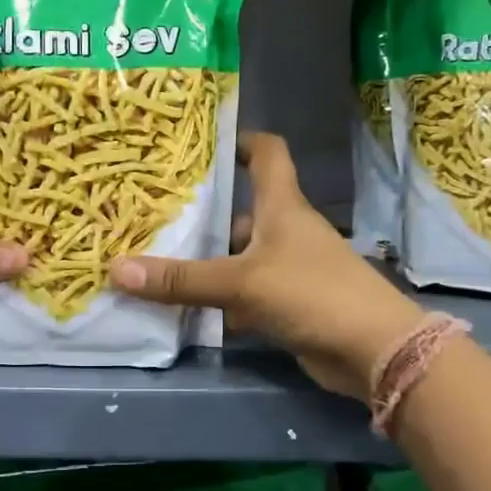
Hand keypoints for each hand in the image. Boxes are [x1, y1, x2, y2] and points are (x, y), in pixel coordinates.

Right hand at [110, 132, 422, 397]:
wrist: (373, 350)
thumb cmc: (312, 294)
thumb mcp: (241, 282)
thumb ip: (181, 280)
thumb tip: (117, 270)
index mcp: (283, 207)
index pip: (268, 153)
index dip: (241, 140)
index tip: (203, 141)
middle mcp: (287, 230)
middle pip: (243, 207)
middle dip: (205, 208)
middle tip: (156, 209)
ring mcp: (290, 268)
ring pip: (241, 254)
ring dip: (208, 257)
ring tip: (159, 254)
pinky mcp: (289, 303)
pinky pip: (246, 291)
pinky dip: (221, 296)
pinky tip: (186, 304)